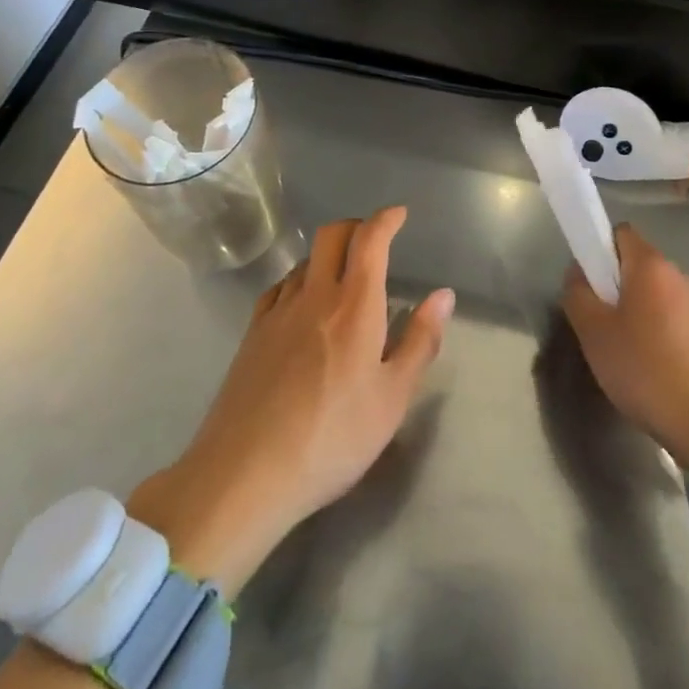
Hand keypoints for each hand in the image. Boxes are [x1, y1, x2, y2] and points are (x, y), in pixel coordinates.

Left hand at [125, 206, 451, 596]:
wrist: (245, 474)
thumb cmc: (333, 438)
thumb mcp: (392, 399)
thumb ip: (420, 342)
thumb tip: (443, 295)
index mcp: (354, 305)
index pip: (370, 240)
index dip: (386, 219)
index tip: (399, 214)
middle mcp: (315, 295)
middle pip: (332, 235)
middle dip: (356, 226)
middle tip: (373, 241)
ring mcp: (278, 312)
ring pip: (306, 260)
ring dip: (328, 255)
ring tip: (342, 279)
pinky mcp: (252, 333)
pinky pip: (280, 287)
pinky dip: (300, 281)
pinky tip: (303, 306)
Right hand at [562, 225, 688, 469]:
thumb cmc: (646, 371)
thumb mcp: (594, 334)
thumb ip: (578, 295)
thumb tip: (579, 273)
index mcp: (652, 265)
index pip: (621, 233)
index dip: (600, 250)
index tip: (590, 284)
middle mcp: (682, 276)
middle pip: (641, 266)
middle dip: (619, 288)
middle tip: (603, 325)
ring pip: (661, 297)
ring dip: (643, 314)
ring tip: (630, 355)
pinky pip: (680, 323)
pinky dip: (665, 336)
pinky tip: (657, 373)